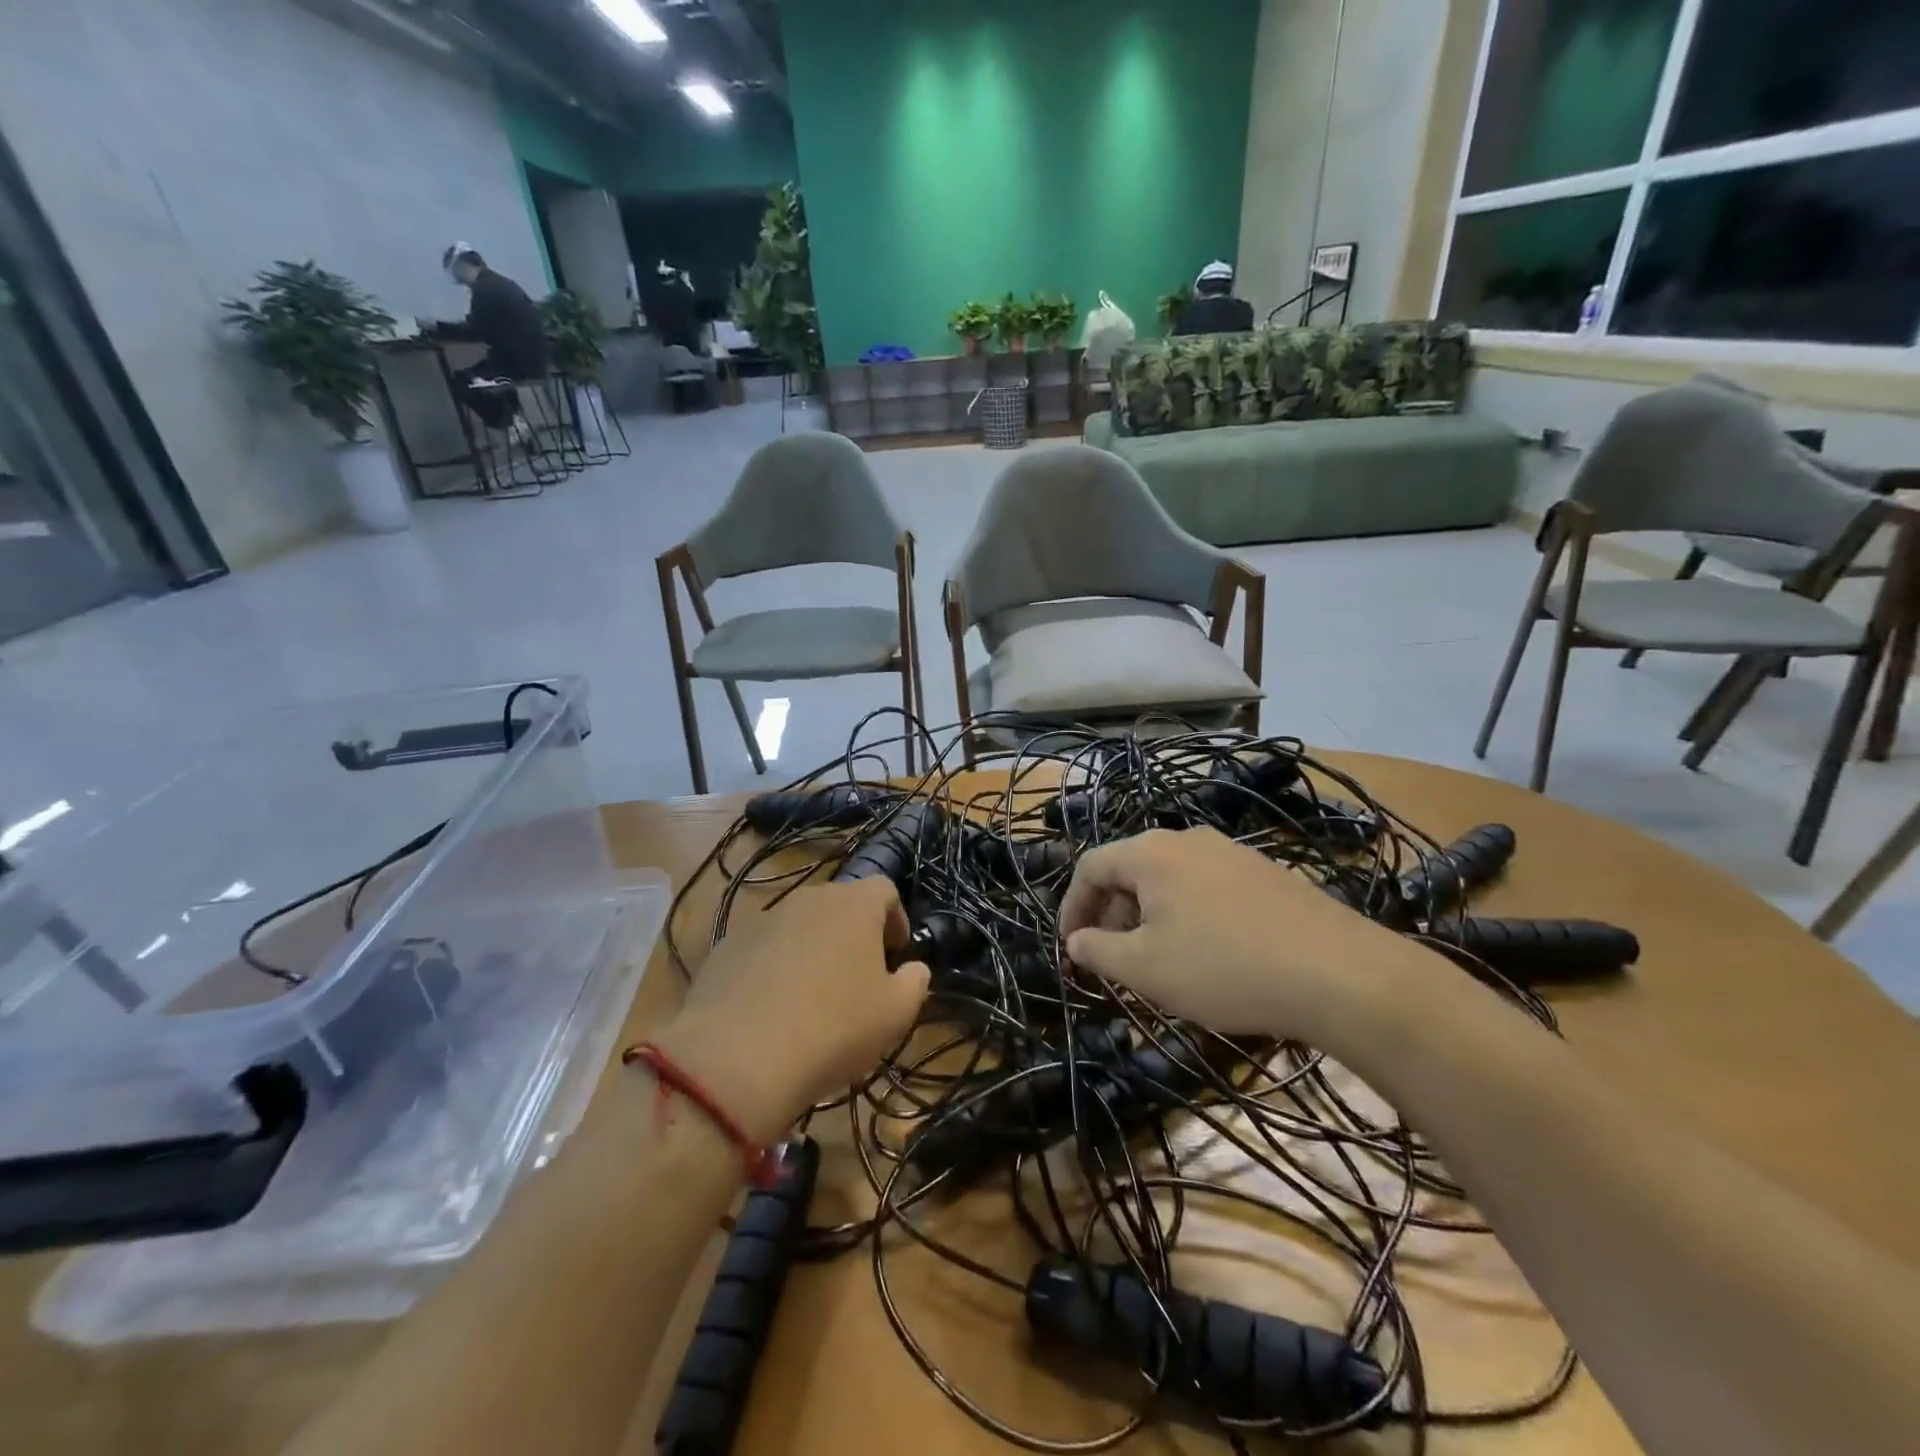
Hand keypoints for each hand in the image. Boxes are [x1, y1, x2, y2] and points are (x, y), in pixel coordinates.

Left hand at [652, 880, 929, 1142]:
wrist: (738, 1058)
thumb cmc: (834, 1028)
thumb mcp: (896, 1014)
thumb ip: (915, 982)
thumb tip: (914, 969)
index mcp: (853, 905)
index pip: (884, 889)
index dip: (895, 918)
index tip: (895, 954)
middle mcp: (808, 899)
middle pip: (839, 904)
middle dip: (853, 934)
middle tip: (858, 976)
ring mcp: (762, 920)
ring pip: (799, 926)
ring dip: (813, 950)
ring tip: (813, 997)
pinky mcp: (726, 947)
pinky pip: (763, 949)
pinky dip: (774, 968)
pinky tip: (773, 1009)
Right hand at [1059, 827, 1429, 1043]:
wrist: (1340, 974)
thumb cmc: (1223, 968)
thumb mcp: (1145, 969)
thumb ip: (1098, 951)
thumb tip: (1075, 940)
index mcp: (1151, 853)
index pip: (1091, 867)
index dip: (1071, 907)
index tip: (1070, 948)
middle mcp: (1188, 839)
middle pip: (1130, 869)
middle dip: (1112, 914)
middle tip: (1113, 960)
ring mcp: (1232, 852)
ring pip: (1170, 879)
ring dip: (1149, 917)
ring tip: (1158, 961)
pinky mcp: (1266, 873)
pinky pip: (1206, 887)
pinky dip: (1187, 915)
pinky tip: (1208, 955)